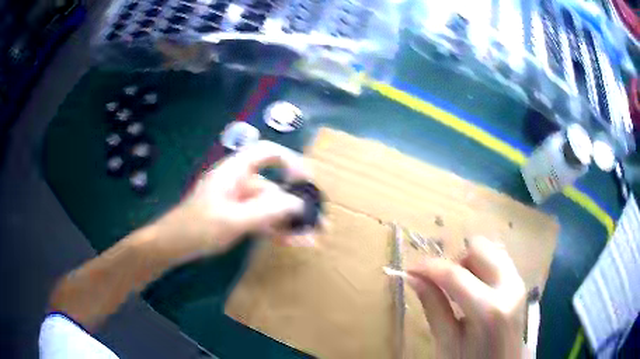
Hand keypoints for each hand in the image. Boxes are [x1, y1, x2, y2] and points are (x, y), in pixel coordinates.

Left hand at [155, 141, 310, 260]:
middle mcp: (239, 182)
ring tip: (312, 239)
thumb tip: (299, 203)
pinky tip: (293, 243)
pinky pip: (262, 220)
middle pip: (274, 186)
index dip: (290, 161)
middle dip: (296, 205)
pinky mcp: (237, 217)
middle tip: (319, 222)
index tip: (306, 181)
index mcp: (234, 172)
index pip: (267, 153)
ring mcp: (238, 201)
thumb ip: (267, 211)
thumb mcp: (233, 220)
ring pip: (270, 207)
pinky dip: (276, 230)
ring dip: (289, 222)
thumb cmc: (197, 228)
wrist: (172, 246)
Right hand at [407, 236, 525, 358]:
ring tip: (461, 290)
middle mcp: (509, 286)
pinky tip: (476, 290)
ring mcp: (518, 281)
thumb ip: (433, 306)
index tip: (410, 269)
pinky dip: (482, 267)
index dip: (429, 267)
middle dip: (456, 262)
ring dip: (470, 263)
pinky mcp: (520, 281)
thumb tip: (412, 277)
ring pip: (490, 249)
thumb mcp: (447, 341)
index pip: (454, 274)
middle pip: (479, 247)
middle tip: (444, 286)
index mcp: (489, 309)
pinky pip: (499, 259)